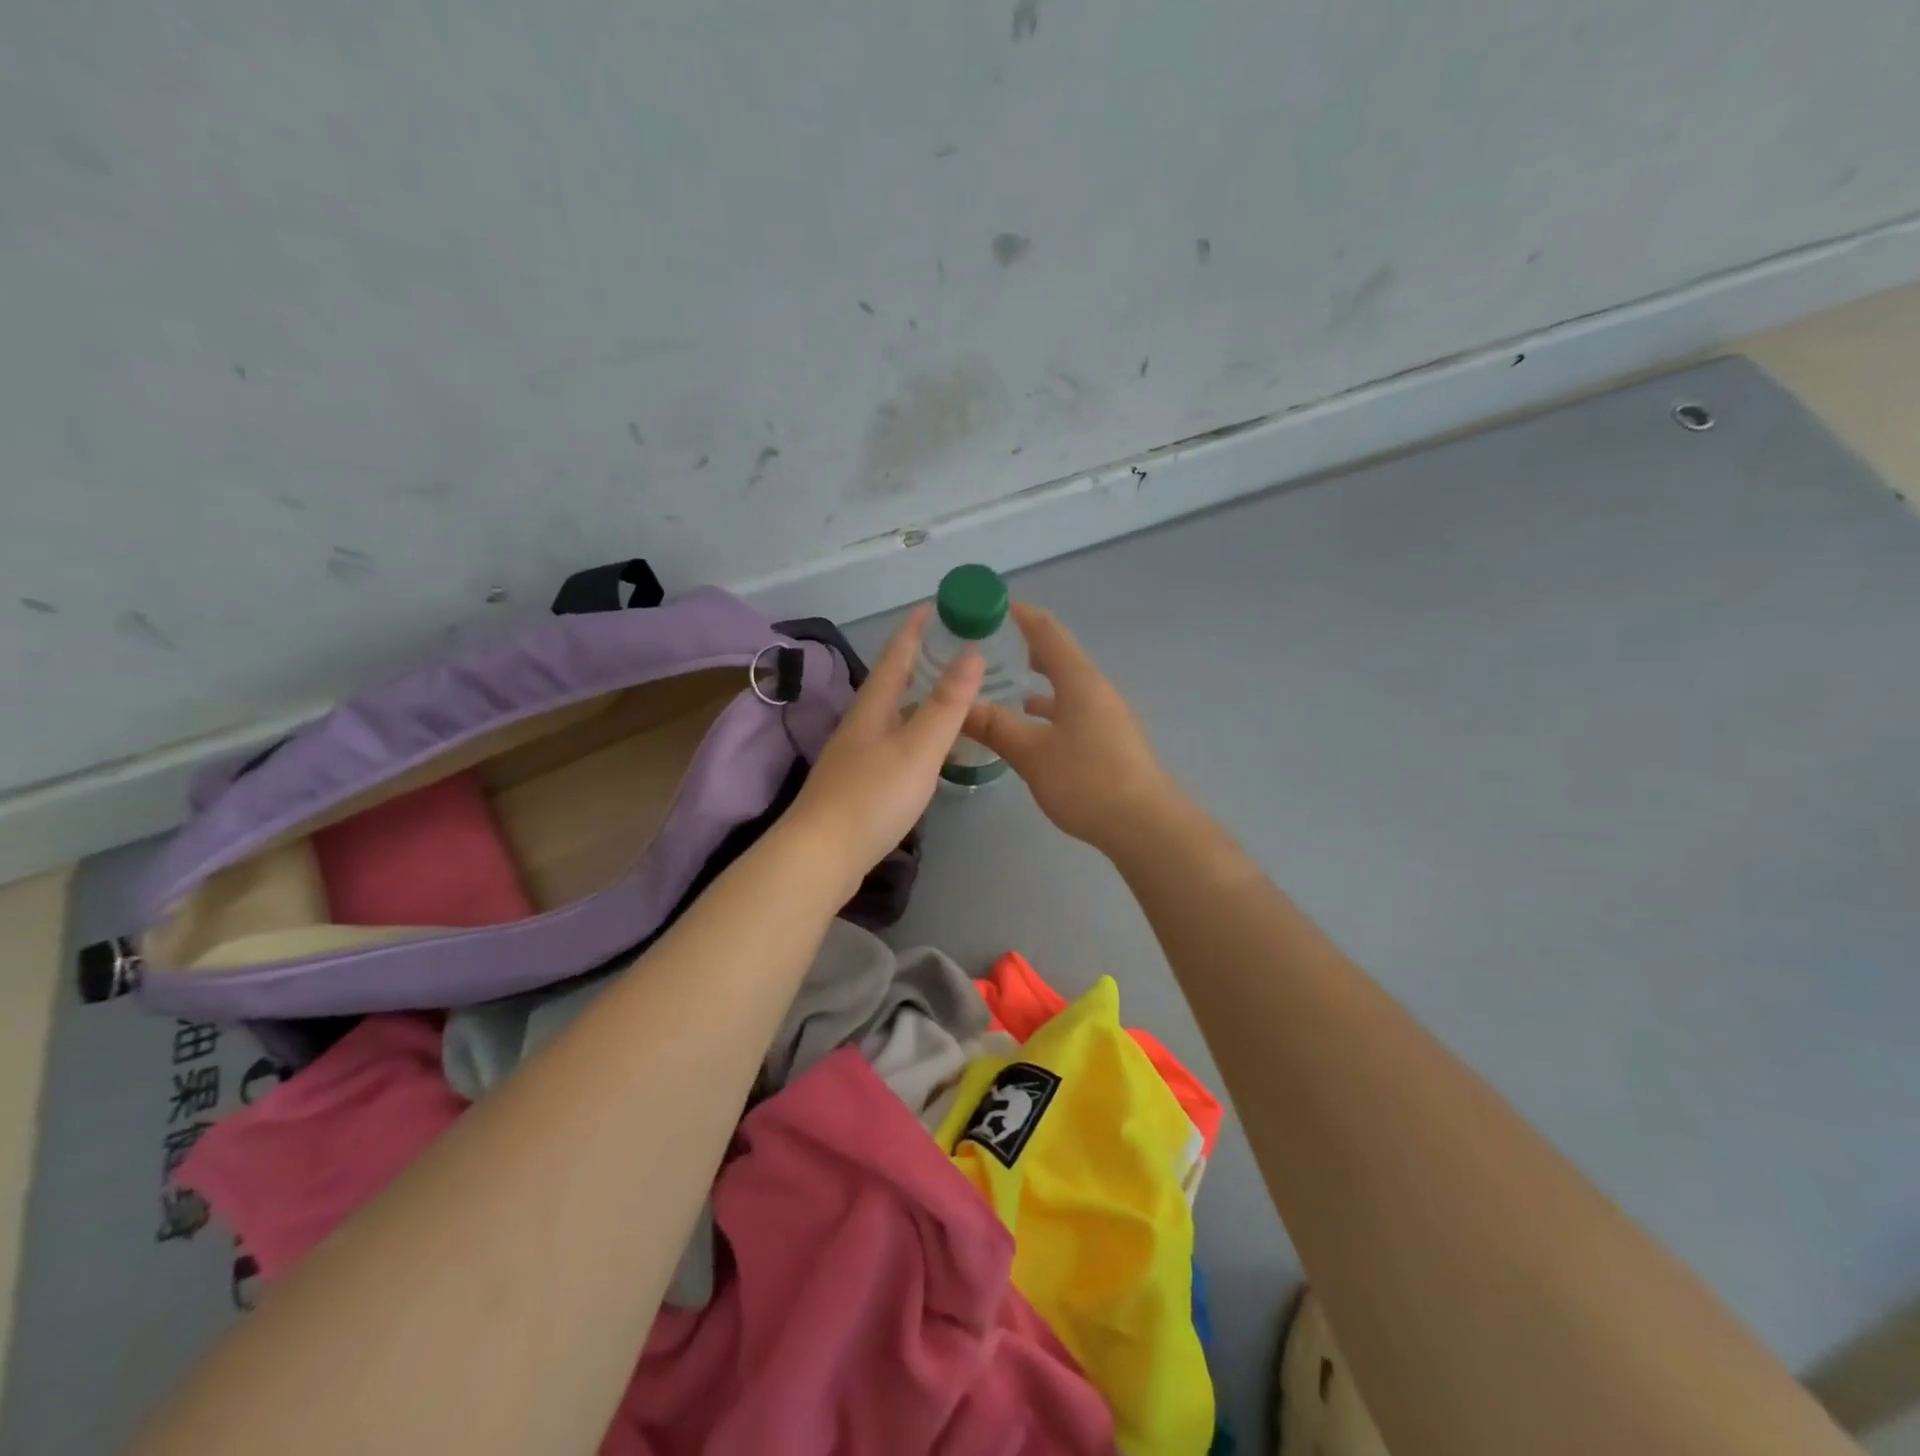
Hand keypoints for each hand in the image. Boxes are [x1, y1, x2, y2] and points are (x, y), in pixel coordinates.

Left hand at [790, 605, 982, 877]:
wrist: (821, 855)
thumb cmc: (873, 797)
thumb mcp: (918, 747)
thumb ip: (947, 703)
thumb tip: (972, 651)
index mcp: (873, 708)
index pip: (895, 655)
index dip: (915, 629)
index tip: (934, 605)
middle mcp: (860, 724)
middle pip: (889, 683)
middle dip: (916, 660)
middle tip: (950, 648)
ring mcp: (854, 755)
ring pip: (889, 714)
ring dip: (914, 697)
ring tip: (943, 693)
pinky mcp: (856, 784)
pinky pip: (889, 742)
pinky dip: (910, 731)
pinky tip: (921, 747)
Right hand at [964, 602, 1180, 855]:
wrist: (1144, 826)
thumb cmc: (1087, 780)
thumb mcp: (1031, 753)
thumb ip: (994, 726)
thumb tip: (958, 706)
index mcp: (1078, 680)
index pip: (1045, 630)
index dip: (1016, 613)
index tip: (985, 605)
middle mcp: (1094, 689)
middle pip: (1055, 654)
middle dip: (1020, 645)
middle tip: (982, 645)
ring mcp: (1104, 715)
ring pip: (1062, 685)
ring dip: (1032, 679)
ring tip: (996, 682)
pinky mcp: (1107, 740)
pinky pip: (1069, 710)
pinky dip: (1044, 708)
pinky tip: (1026, 725)